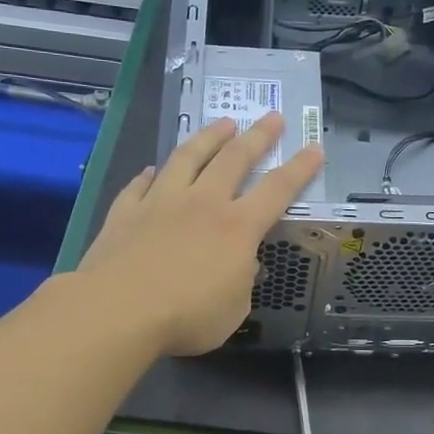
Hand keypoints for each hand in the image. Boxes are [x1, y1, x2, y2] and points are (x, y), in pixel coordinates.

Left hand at [79, 114, 321, 356]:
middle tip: (272, 117)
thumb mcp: (233, 309)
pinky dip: (150, 173)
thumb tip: (241, 264)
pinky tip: (153, 168)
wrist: (119, 310)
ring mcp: (161, 202)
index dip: (299, 168)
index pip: (277, 190)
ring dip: (209, 137)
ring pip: (188, 157)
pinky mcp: (126, 210)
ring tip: (222, 123)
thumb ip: (241, 281)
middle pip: (234, 159)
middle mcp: (202, 203)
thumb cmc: (187, 317)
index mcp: (237, 228)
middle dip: (258, 136)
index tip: (314, 147)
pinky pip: (141, 184)